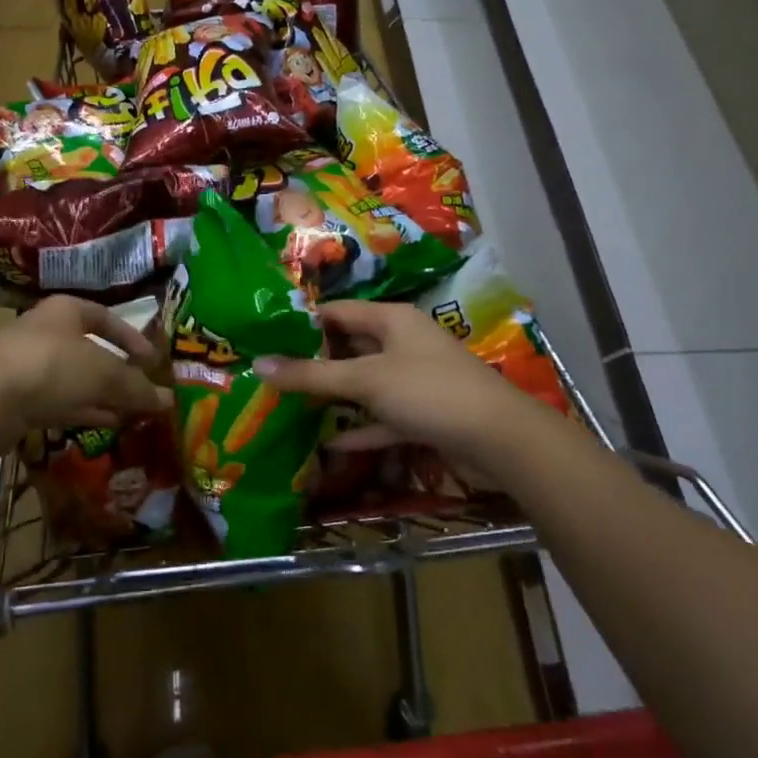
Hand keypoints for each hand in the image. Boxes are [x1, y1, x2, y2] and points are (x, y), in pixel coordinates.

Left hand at [0, 296, 172, 452]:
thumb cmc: (52, 366)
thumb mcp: (104, 373)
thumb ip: (137, 386)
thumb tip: (168, 400)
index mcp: (66, 310)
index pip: (107, 317)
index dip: (133, 339)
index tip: (153, 362)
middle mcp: (46, 332)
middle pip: (91, 351)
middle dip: (119, 374)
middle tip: (143, 394)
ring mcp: (29, 365)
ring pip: (76, 380)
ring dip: (103, 396)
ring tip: (131, 415)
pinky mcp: (17, 398)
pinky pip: (59, 402)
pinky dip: (84, 411)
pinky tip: (105, 425)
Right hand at [253, 299, 556, 483]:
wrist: (499, 439)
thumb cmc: (428, 392)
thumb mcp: (364, 380)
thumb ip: (310, 375)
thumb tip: (258, 364)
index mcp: (391, 320)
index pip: (337, 312)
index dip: (302, 323)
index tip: (265, 339)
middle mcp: (402, 343)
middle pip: (349, 347)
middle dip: (313, 362)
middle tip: (271, 375)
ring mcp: (414, 380)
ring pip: (364, 384)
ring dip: (334, 397)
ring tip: (289, 406)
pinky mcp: (423, 414)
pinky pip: (382, 417)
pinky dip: (360, 429)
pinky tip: (329, 445)